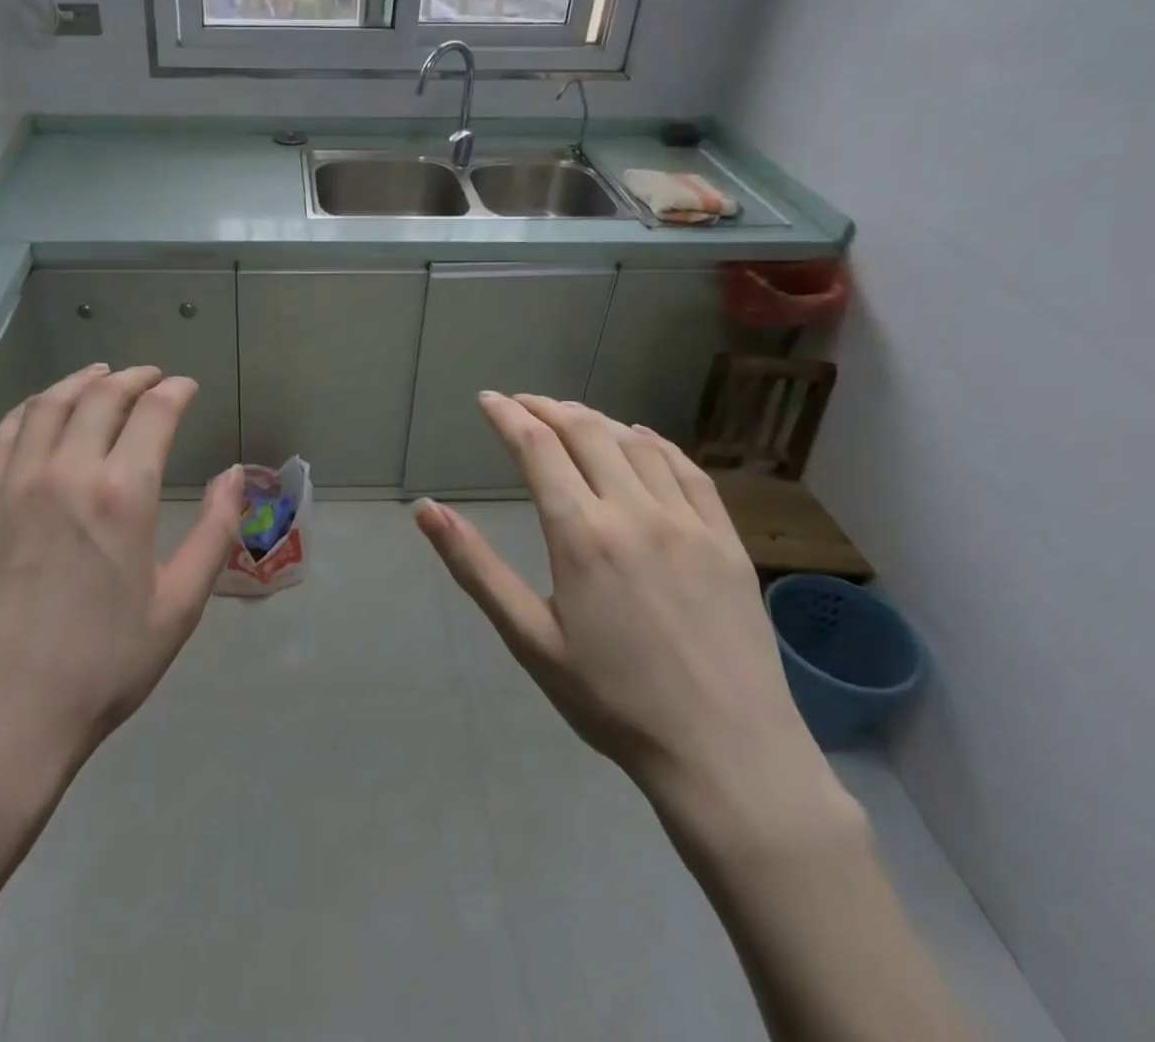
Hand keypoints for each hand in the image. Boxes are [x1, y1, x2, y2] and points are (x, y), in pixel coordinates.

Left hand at [0, 364, 241, 810]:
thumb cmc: (102, 666)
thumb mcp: (179, 606)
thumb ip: (214, 531)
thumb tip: (235, 475)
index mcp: (121, 494)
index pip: (153, 413)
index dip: (174, 391)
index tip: (187, 387)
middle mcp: (66, 472)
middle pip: (101, 397)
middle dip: (133, 378)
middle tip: (152, 377)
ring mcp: (14, 484)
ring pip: (49, 405)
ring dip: (81, 382)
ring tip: (101, 376)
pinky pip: (3, 435)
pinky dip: (29, 409)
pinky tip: (41, 411)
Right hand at [414, 395, 843, 842]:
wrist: (728, 756)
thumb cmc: (613, 701)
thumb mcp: (529, 638)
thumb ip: (475, 567)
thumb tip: (426, 510)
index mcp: (581, 535)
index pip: (536, 448)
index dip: (507, 416)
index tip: (487, 399)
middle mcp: (634, 512)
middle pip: (585, 431)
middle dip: (546, 408)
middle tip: (521, 403)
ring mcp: (688, 522)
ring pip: (635, 442)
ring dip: (595, 419)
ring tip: (569, 415)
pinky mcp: (726, 540)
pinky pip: (687, 469)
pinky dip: (655, 442)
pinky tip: (641, 438)